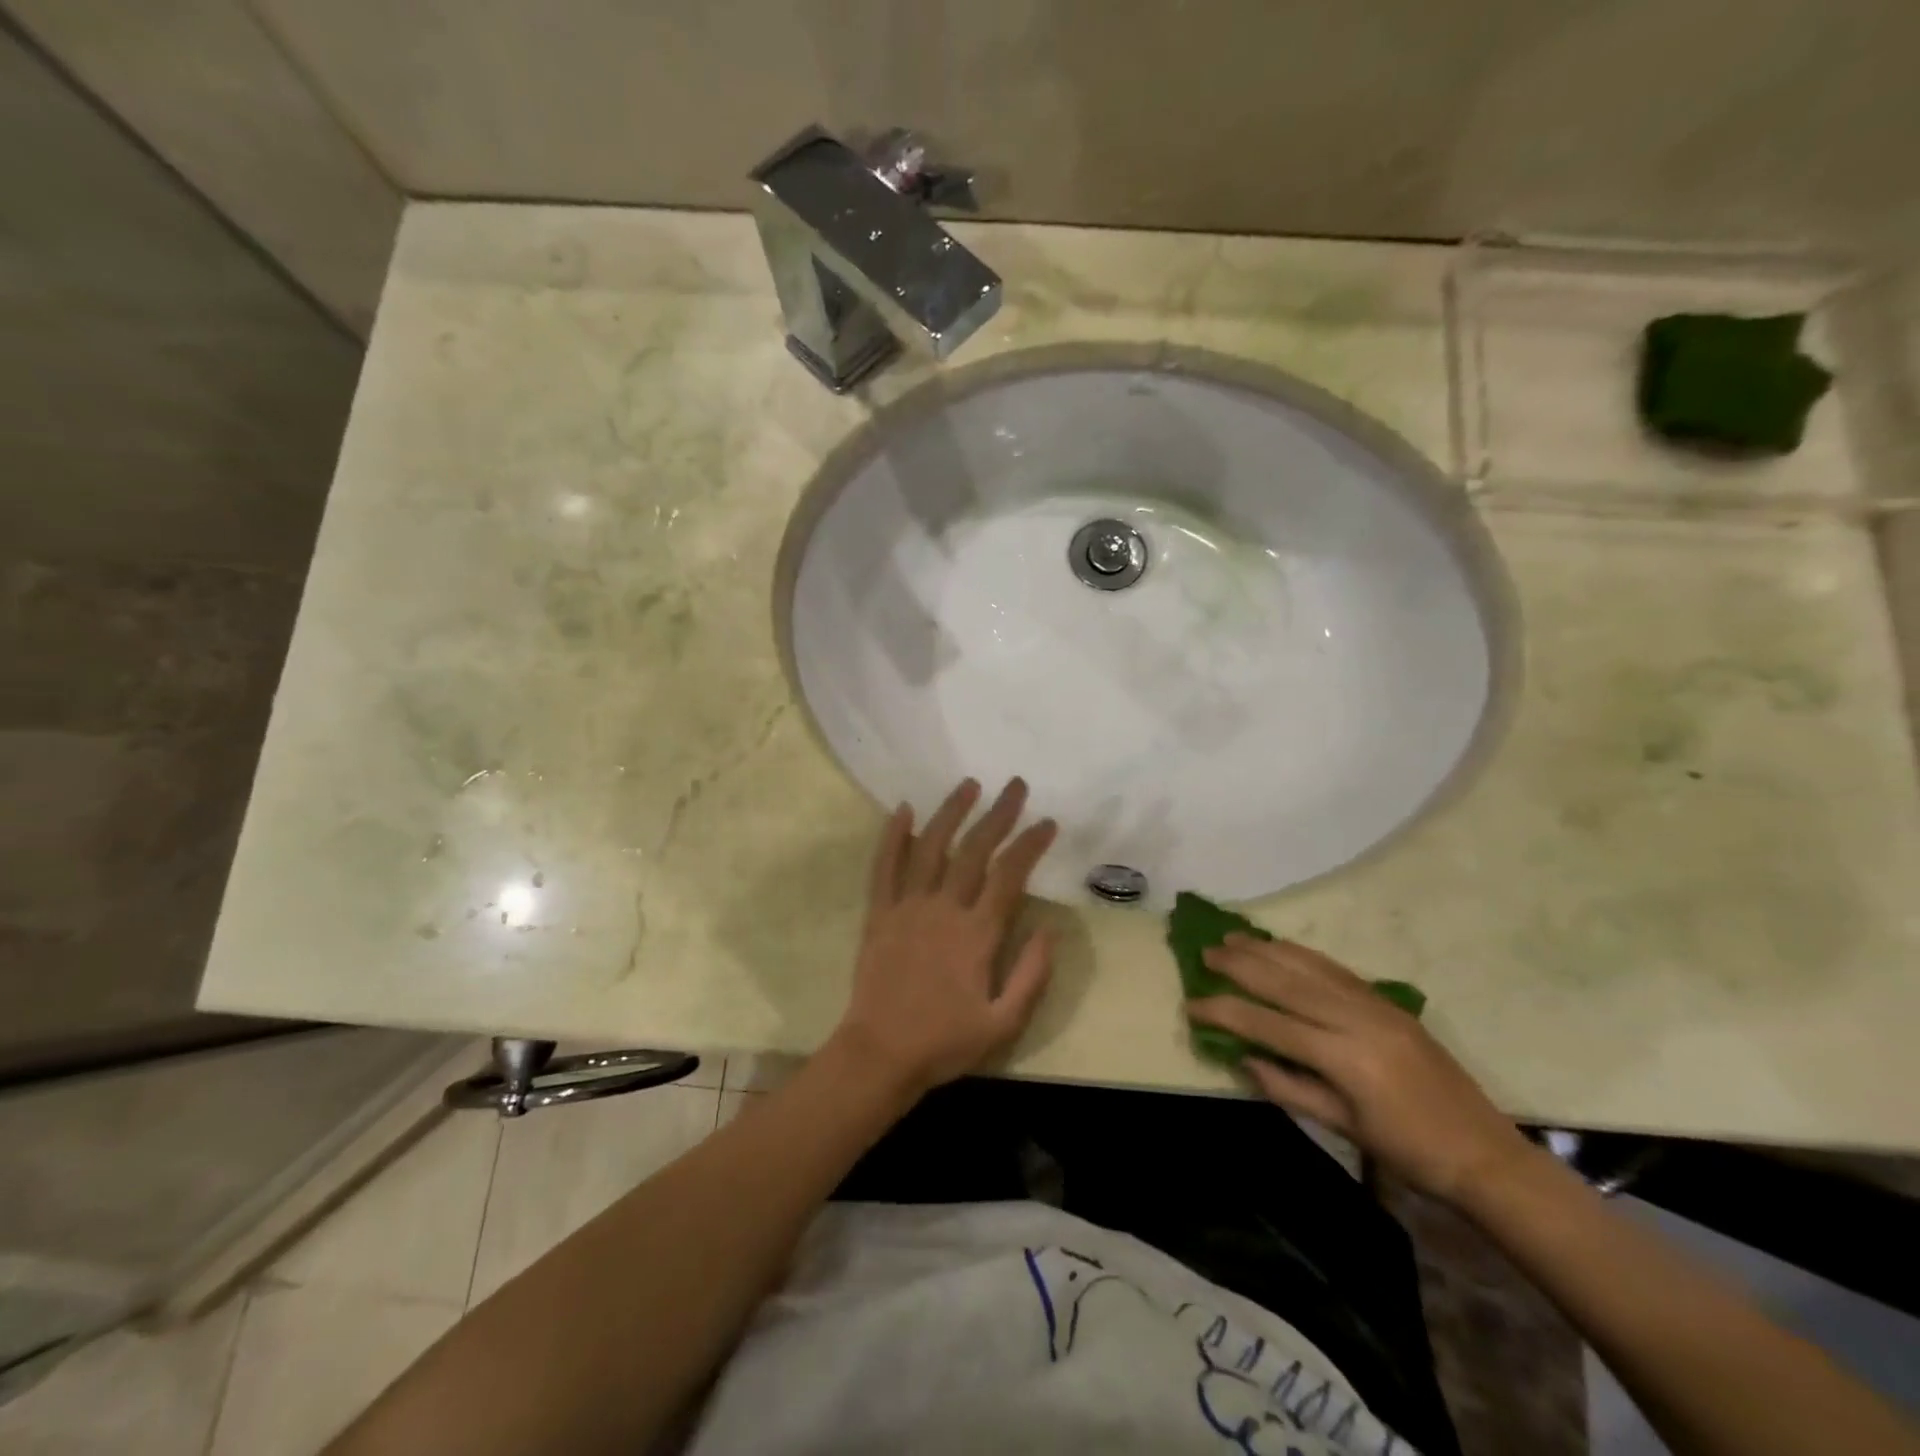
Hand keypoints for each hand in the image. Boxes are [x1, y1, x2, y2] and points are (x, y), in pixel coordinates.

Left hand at [831, 777, 1058, 1099]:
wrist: (880, 1054)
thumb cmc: (944, 1043)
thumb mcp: (1003, 1024)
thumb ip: (1031, 976)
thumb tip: (1049, 930)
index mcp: (977, 934)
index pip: (1010, 876)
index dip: (1030, 844)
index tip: (1047, 822)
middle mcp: (943, 910)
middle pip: (974, 850)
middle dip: (998, 815)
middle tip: (1016, 786)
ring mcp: (907, 907)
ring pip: (930, 847)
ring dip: (951, 813)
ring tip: (969, 785)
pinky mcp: (879, 914)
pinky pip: (884, 867)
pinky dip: (892, 836)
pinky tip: (903, 809)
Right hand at [1188, 936, 1530, 1204]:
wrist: (1484, 1152)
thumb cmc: (1410, 1152)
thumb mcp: (1343, 1128)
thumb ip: (1289, 1088)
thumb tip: (1241, 1057)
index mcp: (1345, 1058)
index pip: (1270, 1024)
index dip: (1226, 1012)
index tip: (1191, 1004)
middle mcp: (1357, 1020)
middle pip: (1286, 983)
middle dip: (1240, 966)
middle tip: (1204, 954)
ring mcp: (1375, 1005)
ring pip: (1309, 966)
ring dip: (1266, 950)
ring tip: (1231, 938)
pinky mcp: (1387, 1001)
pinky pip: (1334, 968)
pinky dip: (1300, 954)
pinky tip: (1279, 947)